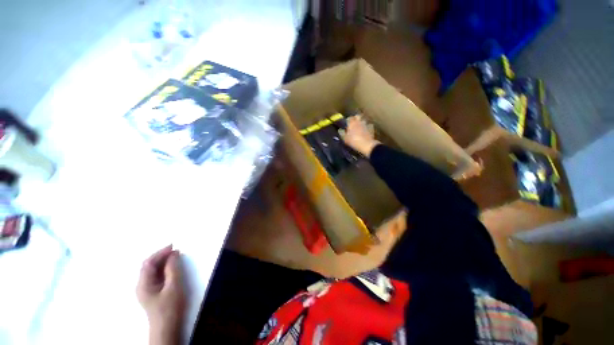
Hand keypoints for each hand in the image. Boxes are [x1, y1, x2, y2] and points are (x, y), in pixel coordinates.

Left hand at [137, 245, 185, 344]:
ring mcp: (146, 290)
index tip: (174, 246)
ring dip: (163, 262)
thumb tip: (173, 254)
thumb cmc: (170, 307)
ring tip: (176, 257)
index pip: (148, 263)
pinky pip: (156, 276)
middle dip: (161, 256)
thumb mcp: (174, 286)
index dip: (160, 253)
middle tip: (176, 251)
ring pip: (152, 271)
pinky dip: (163, 269)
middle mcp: (142, 285)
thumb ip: (173, 269)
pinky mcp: (152, 293)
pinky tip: (172, 268)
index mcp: (143, 284)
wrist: (167, 328)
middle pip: (149, 266)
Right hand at [339, 115, 379, 156]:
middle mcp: (359, 121)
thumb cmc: (353, 141)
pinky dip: (367, 127)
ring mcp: (366, 124)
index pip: (349, 118)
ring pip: (363, 120)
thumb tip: (340, 130)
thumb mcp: (345, 139)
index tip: (347, 123)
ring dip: (361, 122)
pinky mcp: (371, 128)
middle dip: (355, 118)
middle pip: (357, 116)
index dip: (348, 120)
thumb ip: (342, 133)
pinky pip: (369, 125)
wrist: (366, 145)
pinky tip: (366, 131)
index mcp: (352, 123)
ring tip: (359, 127)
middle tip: (353, 123)